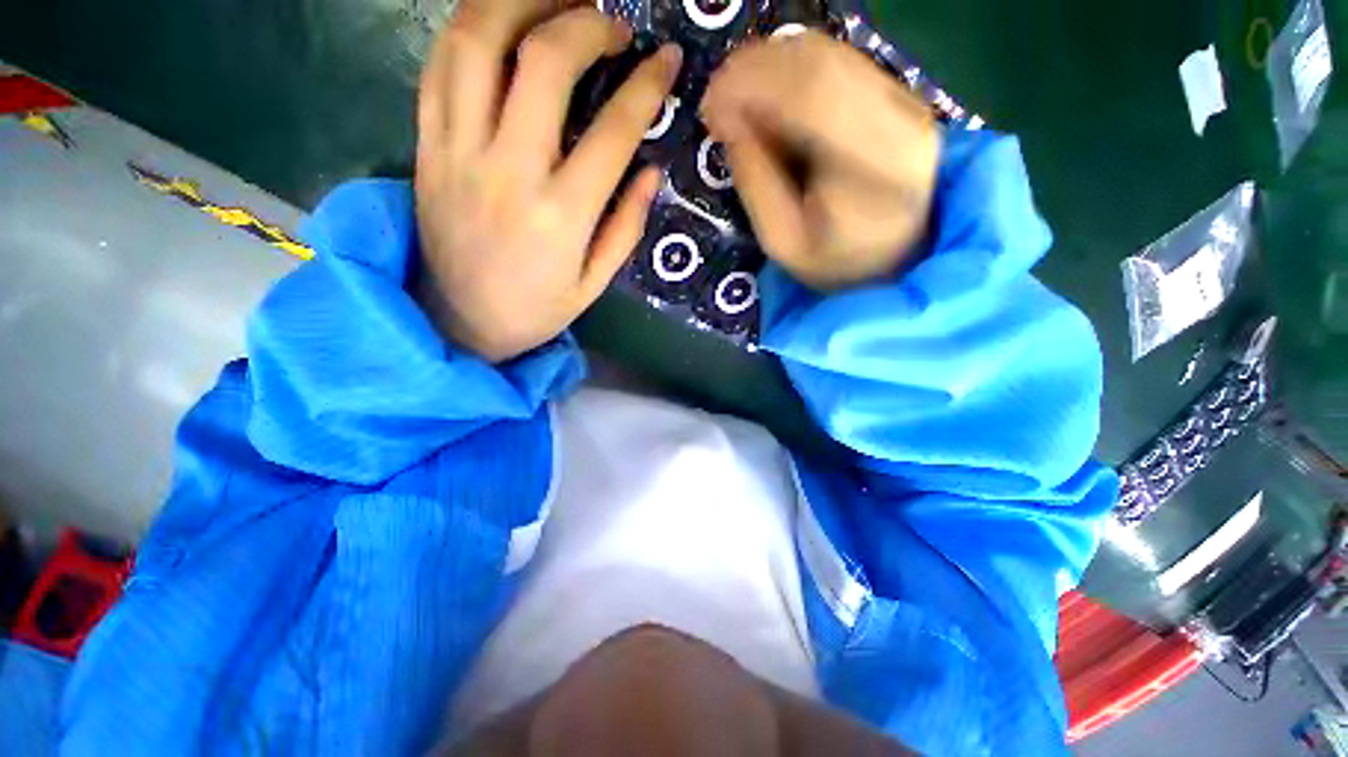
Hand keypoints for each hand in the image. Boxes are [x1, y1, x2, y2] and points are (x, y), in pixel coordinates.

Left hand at [414, 0, 682, 362]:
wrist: (459, 322)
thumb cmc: (536, 310)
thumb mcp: (594, 284)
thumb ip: (626, 227)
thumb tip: (652, 170)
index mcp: (561, 216)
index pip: (613, 131)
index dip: (646, 86)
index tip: (666, 59)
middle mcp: (509, 171)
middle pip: (543, 61)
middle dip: (587, 24)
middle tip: (612, 24)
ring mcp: (458, 151)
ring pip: (477, 41)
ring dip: (520, 2)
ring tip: (556, 2)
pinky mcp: (426, 146)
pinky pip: (439, 65)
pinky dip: (471, 29)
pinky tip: (501, 25)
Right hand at [701, 32, 940, 291]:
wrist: (898, 253)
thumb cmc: (836, 261)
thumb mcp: (783, 241)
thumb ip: (755, 183)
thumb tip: (728, 121)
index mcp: (874, 167)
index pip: (812, 95)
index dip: (751, 87)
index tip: (709, 107)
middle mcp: (900, 118)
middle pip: (819, 62)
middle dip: (753, 71)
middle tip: (716, 101)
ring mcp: (905, 98)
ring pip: (827, 52)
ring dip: (768, 66)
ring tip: (736, 100)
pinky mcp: (897, 91)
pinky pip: (836, 59)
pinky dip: (790, 68)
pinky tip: (766, 96)